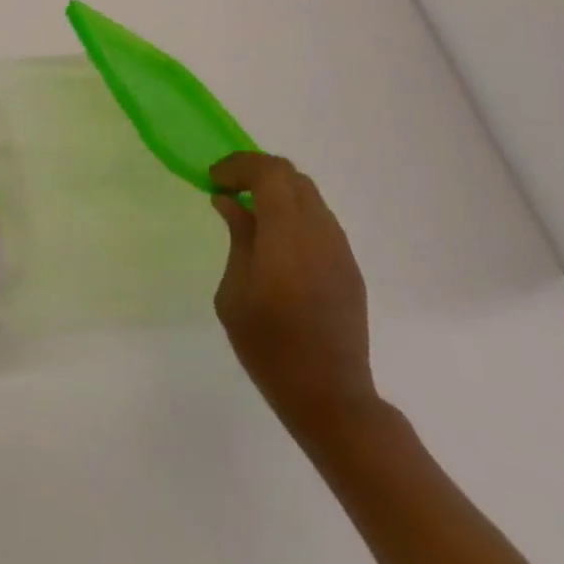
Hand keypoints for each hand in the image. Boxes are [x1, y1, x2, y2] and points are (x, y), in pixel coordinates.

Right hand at [210, 152, 378, 445]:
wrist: (331, 398)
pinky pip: (320, 220)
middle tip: (229, 188)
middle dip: (256, 171)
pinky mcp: (349, 266)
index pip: (269, 172)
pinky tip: (276, 240)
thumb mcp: (234, 293)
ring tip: (251, 211)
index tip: (214, 180)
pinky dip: (293, 213)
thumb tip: (230, 202)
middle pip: (291, 175)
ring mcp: (339, 248)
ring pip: (309, 195)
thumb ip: (237, 239)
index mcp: (287, 234)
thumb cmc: (270, 347)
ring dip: (277, 191)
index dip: (239, 165)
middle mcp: (319, 231)